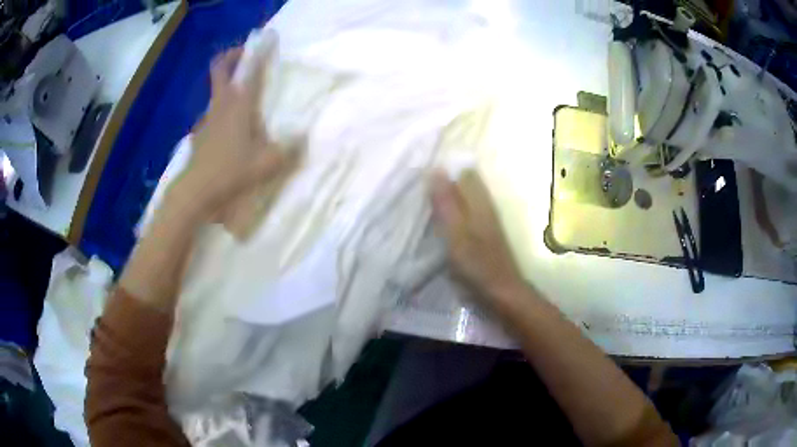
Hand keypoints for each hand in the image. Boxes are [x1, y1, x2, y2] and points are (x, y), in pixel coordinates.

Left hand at [176, 33, 285, 218]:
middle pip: (220, 69)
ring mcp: (207, 119)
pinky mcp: (200, 135)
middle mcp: (221, 105)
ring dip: (229, 87)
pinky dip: (223, 112)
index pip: (246, 68)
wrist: (195, 192)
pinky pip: (214, 114)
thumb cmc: (231, 171)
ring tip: (245, 102)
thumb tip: (304, 139)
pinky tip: (232, 132)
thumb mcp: (268, 164)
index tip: (266, 42)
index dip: (256, 52)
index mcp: (238, 104)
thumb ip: (290, 150)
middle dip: (232, 57)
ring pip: (217, 92)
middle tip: (246, 57)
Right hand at [431, 170, 525, 304]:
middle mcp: (484, 206)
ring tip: (420, 202)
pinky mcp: (481, 235)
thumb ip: (446, 202)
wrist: (500, 293)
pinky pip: (462, 214)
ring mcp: (484, 221)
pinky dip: (448, 214)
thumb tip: (435, 169)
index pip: (464, 171)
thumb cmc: (477, 264)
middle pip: (463, 184)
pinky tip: (435, 222)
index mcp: (480, 201)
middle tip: (416, 189)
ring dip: (444, 199)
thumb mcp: (456, 233)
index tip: (421, 173)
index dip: (445, 169)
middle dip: (442, 183)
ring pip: (463, 199)